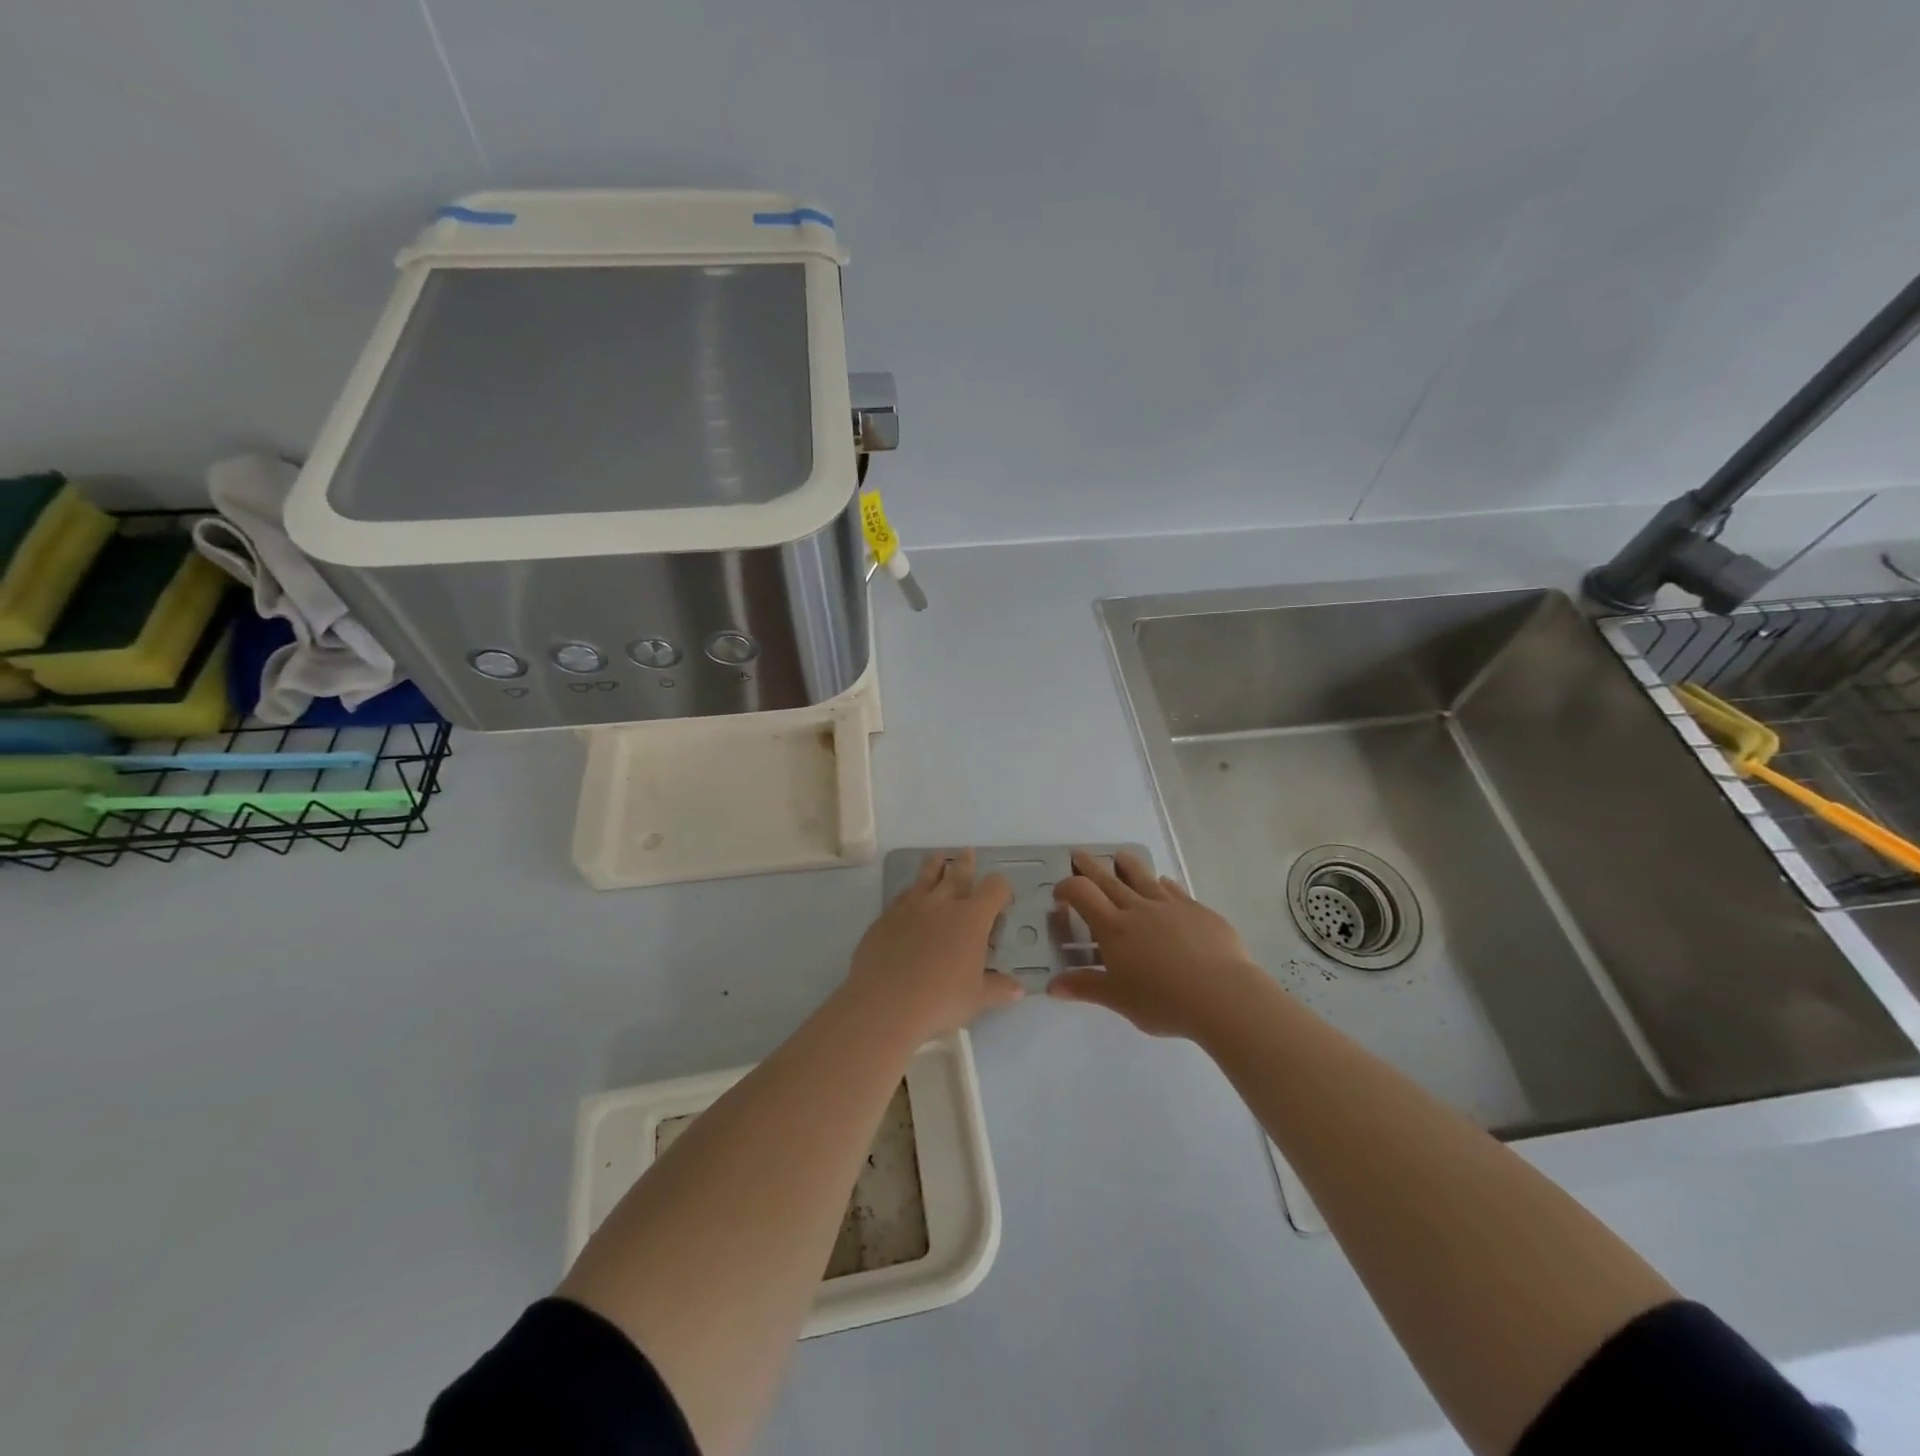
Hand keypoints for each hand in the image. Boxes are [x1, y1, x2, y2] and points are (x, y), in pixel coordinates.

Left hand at [847, 849, 1022, 1037]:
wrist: (886, 1003)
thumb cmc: (941, 1000)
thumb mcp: (977, 999)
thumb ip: (998, 989)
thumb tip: (1018, 989)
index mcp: (971, 918)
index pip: (994, 888)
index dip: (1001, 889)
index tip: (1002, 898)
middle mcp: (942, 903)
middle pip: (957, 872)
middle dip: (966, 863)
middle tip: (967, 853)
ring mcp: (911, 906)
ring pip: (926, 876)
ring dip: (935, 865)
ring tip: (937, 859)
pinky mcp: (886, 917)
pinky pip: (902, 896)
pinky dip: (910, 893)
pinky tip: (909, 899)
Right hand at [1048, 849, 1265, 1039]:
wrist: (1221, 995)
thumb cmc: (1163, 1000)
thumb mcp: (1118, 999)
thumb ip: (1085, 987)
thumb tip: (1052, 986)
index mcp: (1114, 928)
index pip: (1083, 895)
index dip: (1067, 888)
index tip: (1059, 894)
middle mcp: (1139, 909)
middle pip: (1109, 880)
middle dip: (1091, 866)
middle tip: (1079, 854)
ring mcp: (1170, 906)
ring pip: (1144, 877)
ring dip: (1129, 865)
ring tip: (1121, 856)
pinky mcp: (1198, 911)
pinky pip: (1175, 890)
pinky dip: (1164, 884)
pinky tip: (1164, 882)